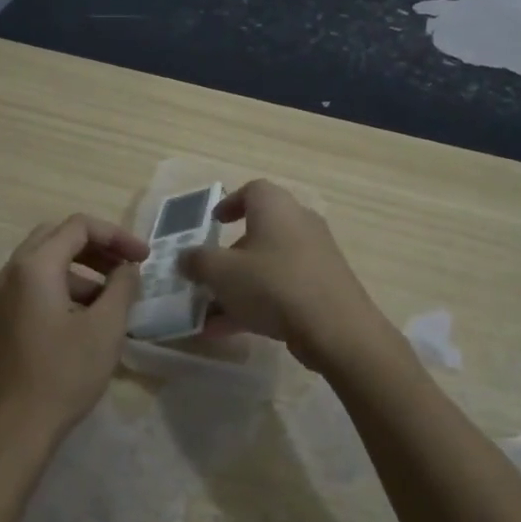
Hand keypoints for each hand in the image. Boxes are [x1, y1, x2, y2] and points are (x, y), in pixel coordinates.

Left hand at [0, 213, 149, 463]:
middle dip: (96, 247)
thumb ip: (122, 287)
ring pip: (43, 264)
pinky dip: (62, 288)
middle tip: (126, 267)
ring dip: (80, 270)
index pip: (78, 226)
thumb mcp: (105, 329)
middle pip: (56, 237)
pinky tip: (85, 319)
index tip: (144, 258)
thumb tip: (127, 268)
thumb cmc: (63, 375)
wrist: (12, 430)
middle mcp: (9, 273)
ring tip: (112, 299)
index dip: (117, 235)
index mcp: (34, 267)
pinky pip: (32, 287)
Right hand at [178, 180, 386, 368]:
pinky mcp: (323, 287)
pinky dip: (257, 303)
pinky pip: (282, 289)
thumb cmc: (272, 285)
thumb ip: (197, 261)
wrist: (335, 328)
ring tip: (210, 314)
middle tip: (208, 275)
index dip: (229, 204)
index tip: (213, 223)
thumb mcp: (221, 272)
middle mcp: (299, 223)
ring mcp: (315, 257)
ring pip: (268, 266)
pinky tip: (229, 331)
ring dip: (237, 287)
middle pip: (259, 232)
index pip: (253, 190)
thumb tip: (185, 257)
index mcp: (275, 207)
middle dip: (229, 256)